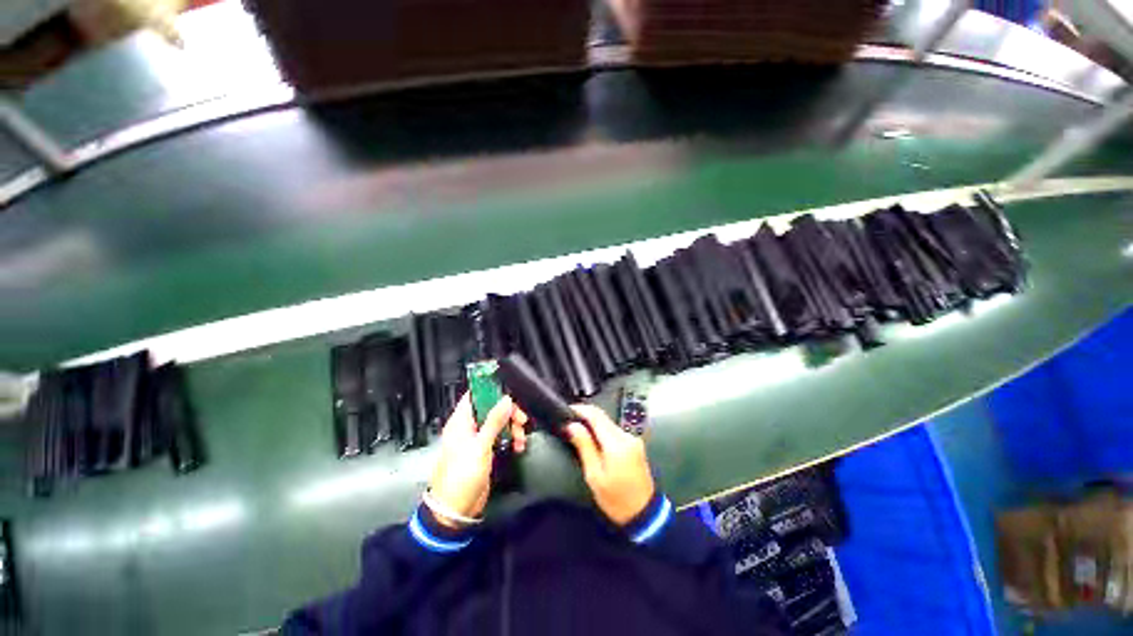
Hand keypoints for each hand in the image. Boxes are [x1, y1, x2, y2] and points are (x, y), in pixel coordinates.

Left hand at [429, 393, 527, 526]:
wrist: (456, 510)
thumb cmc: (462, 476)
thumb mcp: (479, 447)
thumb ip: (494, 421)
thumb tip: (506, 399)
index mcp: (461, 421)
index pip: (475, 395)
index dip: (491, 390)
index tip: (509, 392)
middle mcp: (469, 427)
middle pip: (492, 408)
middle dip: (509, 413)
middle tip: (521, 421)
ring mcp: (478, 439)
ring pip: (500, 423)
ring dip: (513, 427)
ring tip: (520, 439)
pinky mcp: (486, 450)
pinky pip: (502, 437)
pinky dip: (511, 439)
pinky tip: (519, 447)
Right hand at [565, 404, 655, 525]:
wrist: (644, 514)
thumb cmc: (616, 499)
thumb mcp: (594, 475)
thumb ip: (584, 446)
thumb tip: (572, 426)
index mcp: (616, 443)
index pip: (596, 415)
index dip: (581, 409)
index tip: (568, 410)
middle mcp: (627, 436)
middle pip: (603, 417)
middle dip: (586, 416)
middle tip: (571, 422)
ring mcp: (633, 439)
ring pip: (609, 423)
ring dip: (594, 424)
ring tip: (579, 432)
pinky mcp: (635, 444)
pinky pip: (615, 431)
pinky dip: (603, 432)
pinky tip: (595, 441)